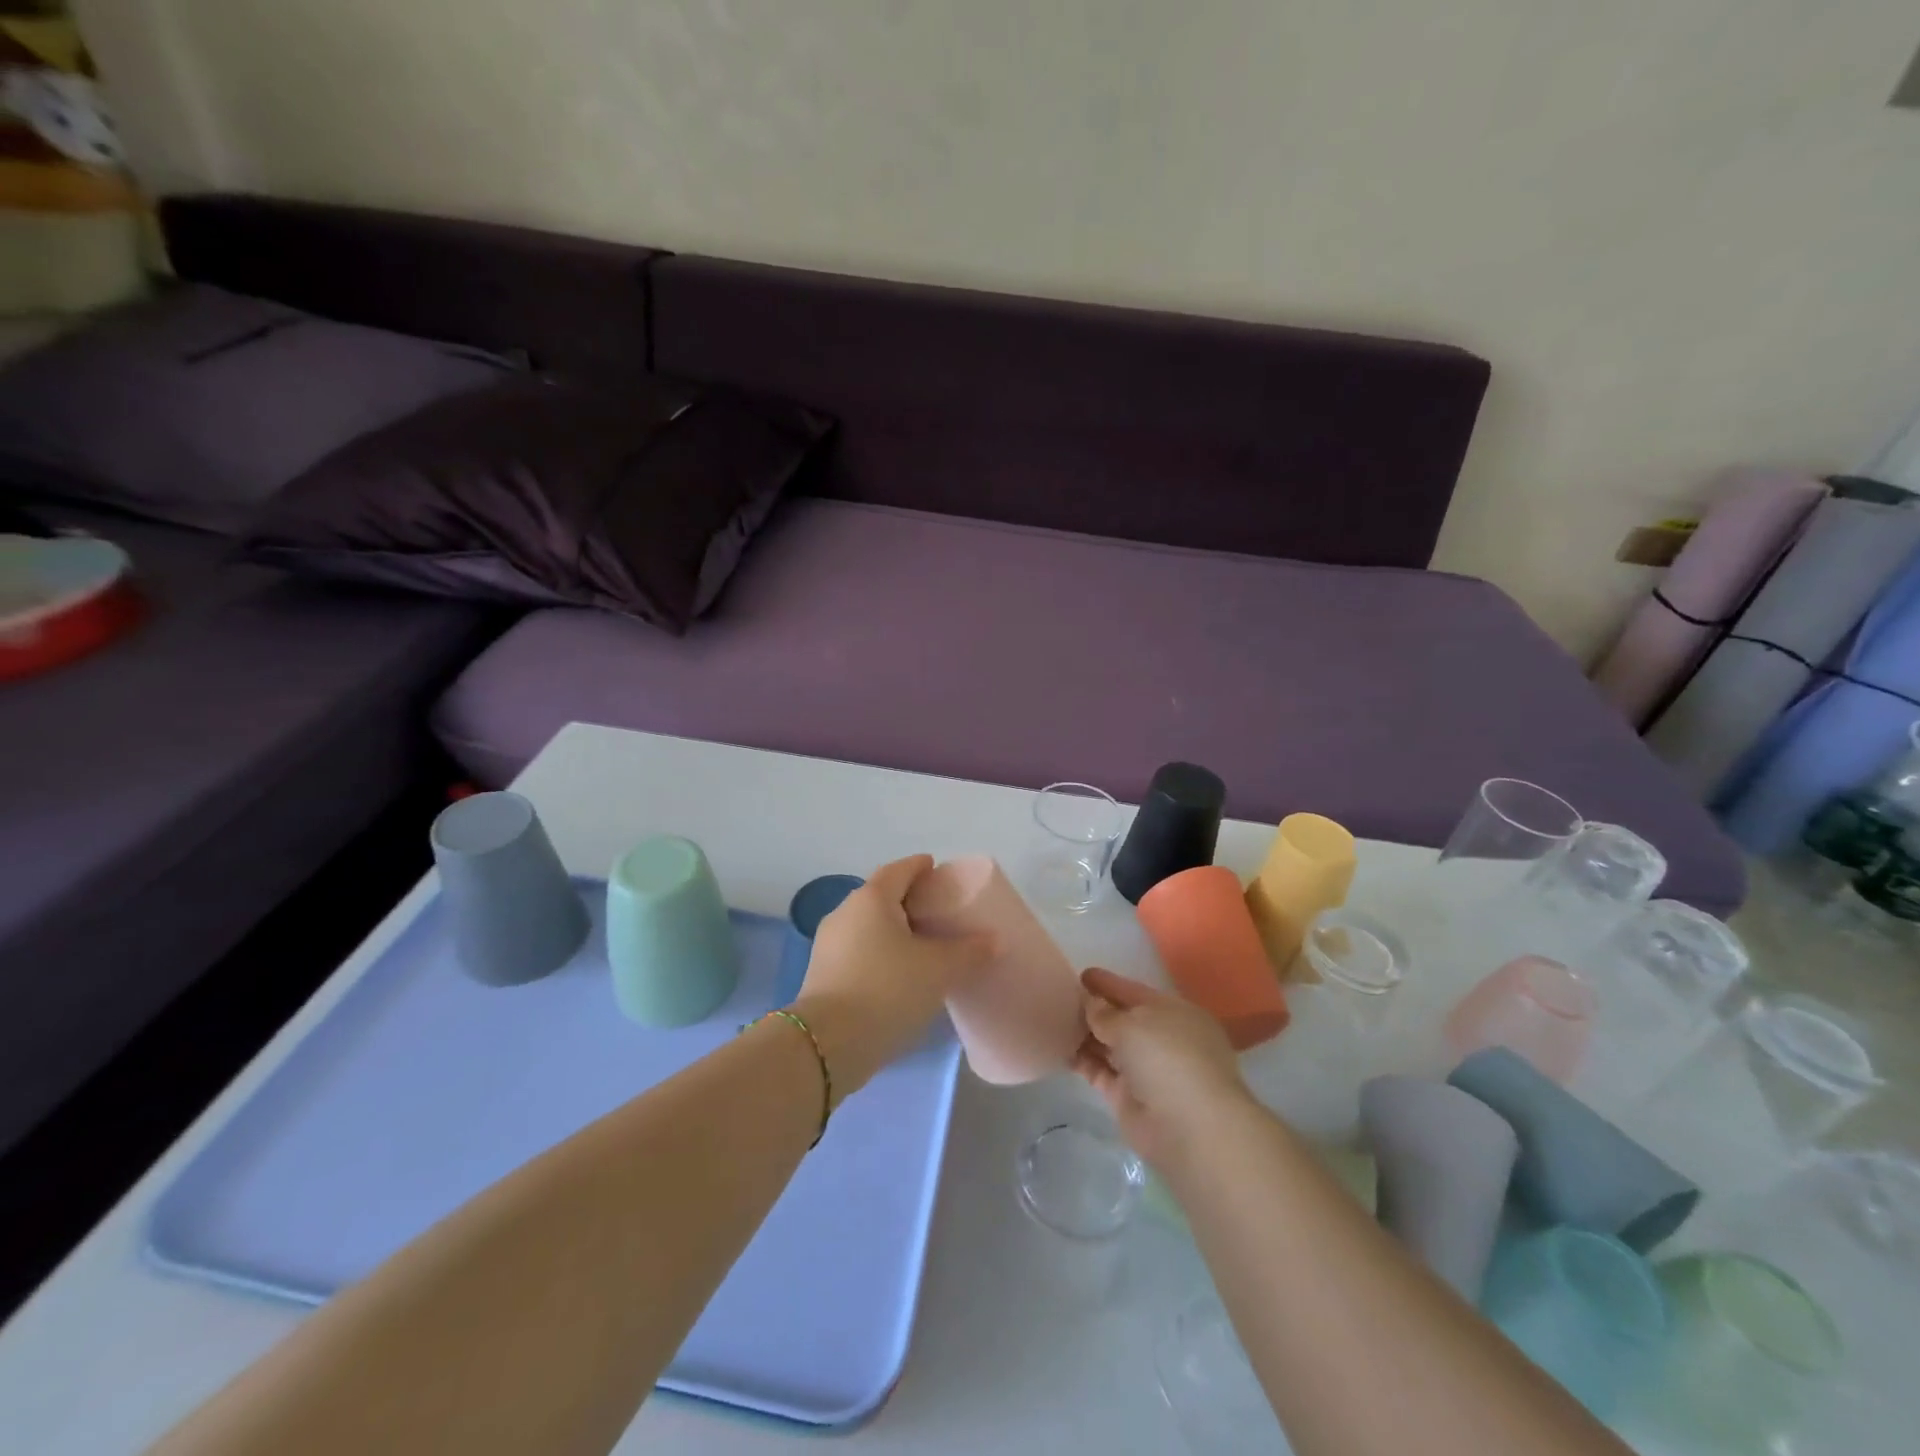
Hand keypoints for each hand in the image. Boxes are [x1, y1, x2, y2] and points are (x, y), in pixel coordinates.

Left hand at [795, 855, 993, 1099]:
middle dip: (908, 900)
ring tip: (922, 947)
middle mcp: (845, 912)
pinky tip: (898, 975)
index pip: (899, 869)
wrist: (827, 1045)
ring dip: (893, 930)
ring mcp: (828, 945)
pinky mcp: (822, 975)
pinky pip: (858, 951)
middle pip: (881, 896)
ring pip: (868, 926)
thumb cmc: (887, 990)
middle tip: (938, 912)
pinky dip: (880, 954)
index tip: (939, 872)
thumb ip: (969, 951)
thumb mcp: (938, 970)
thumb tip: (994, 940)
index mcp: (871, 898)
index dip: (921, 867)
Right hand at [1074, 967, 1251, 1169]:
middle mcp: (1162, 1040)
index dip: (1108, 983)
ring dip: (1086, 1035)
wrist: (1190, 1128)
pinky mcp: (1128, 1097)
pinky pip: (1101, 1071)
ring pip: (1110, 1046)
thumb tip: (1091, 1004)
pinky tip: (1058, 1050)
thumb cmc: (1168, 1057)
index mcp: (1174, 1013)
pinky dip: (1082, 1061)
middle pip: (1123, 1019)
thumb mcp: (1133, 1023)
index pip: (1135, 991)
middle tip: (1060, 997)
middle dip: (1095, 1009)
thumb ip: (1105, 1013)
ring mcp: (1146, 1070)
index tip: (1081, 974)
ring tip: (1053, 1020)